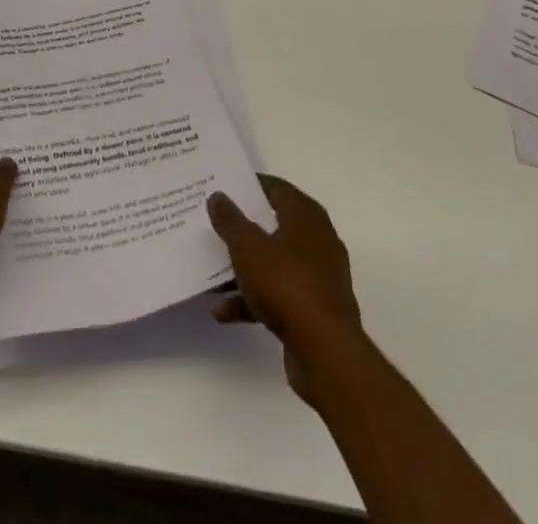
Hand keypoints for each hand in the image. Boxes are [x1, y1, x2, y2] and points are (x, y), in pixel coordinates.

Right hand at [208, 176, 362, 404]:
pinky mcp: (314, 310)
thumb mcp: (248, 246)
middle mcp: (317, 241)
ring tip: (212, 273)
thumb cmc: (286, 284)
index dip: (251, 186)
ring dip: (244, 269)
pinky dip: (252, 300)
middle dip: (244, 228)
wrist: (325, 352)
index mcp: (306, 216)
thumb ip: (230, 220)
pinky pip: (277, 296)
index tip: (225, 188)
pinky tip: (223, 311)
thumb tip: (218, 196)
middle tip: (216, 224)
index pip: (277, 189)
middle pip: (274, 226)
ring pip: (274, 263)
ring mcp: (317, 278)